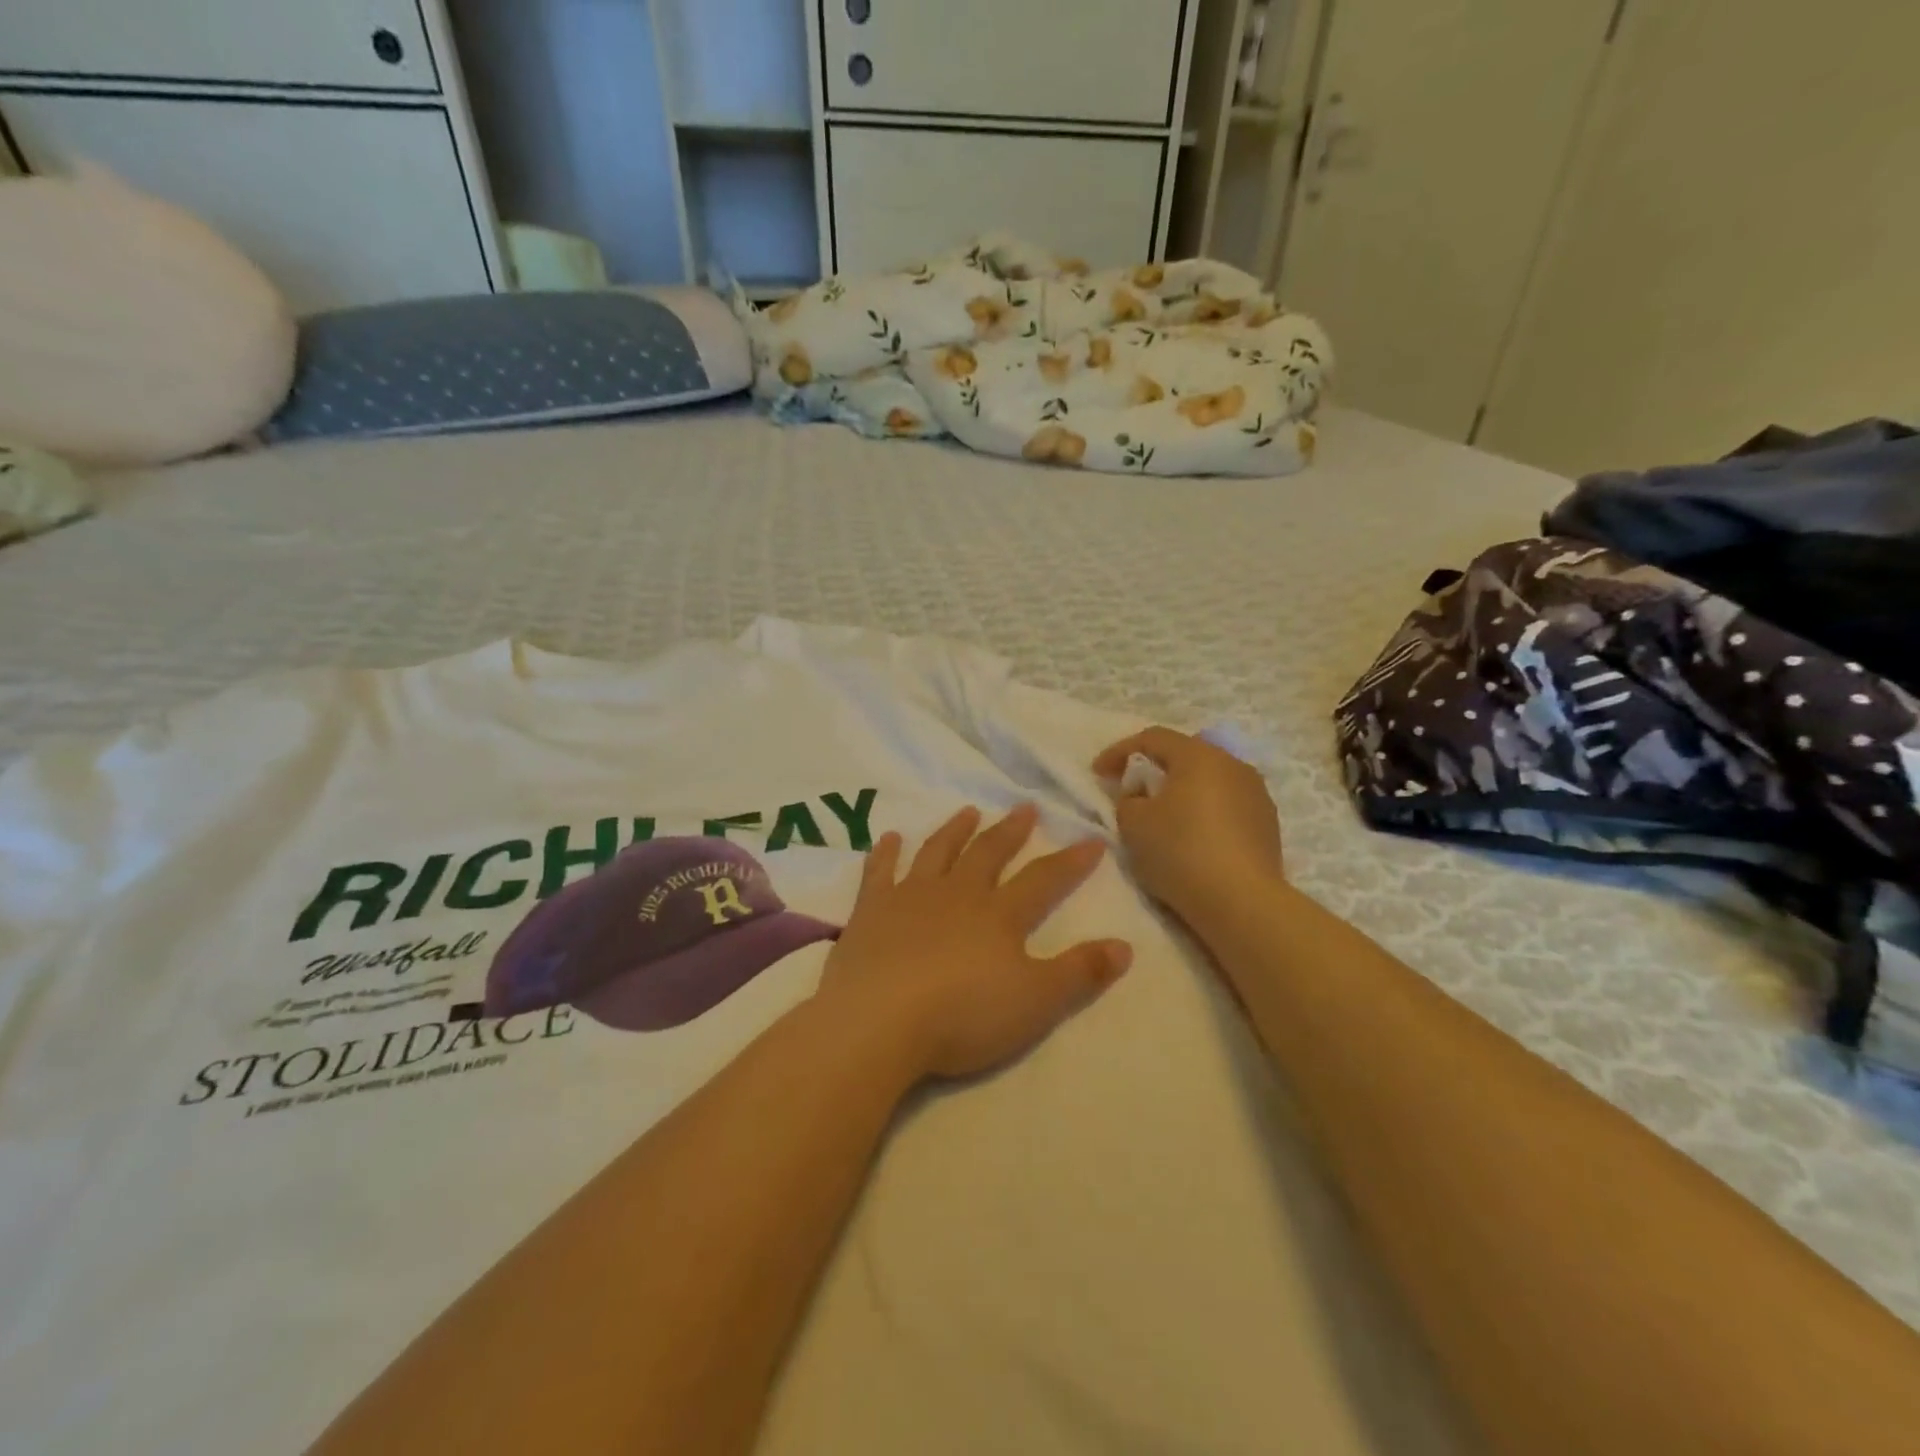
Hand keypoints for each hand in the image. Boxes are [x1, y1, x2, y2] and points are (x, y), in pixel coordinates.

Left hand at [814, 803, 1131, 1080]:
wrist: (879, 1021)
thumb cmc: (963, 1015)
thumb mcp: (1036, 1002)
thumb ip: (1081, 972)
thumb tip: (1125, 946)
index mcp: (999, 915)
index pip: (1043, 879)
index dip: (1071, 861)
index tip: (1092, 840)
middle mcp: (957, 894)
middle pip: (988, 854)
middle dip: (1010, 831)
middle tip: (1025, 807)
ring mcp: (910, 897)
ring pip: (937, 852)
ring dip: (955, 830)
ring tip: (968, 811)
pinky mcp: (871, 910)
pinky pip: (879, 871)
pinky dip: (885, 853)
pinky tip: (889, 837)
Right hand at [1094, 728, 1284, 923]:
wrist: (1242, 902)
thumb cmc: (1181, 851)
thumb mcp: (1133, 824)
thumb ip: (1127, 800)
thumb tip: (1140, 798)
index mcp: (1199, 755)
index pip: (1152, 738)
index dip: (1119, 751)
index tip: (1097, 773)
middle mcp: (1232, 765)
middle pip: (1185, 755)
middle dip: (1154, 769)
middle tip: (1131, 790)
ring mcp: (1256, 794)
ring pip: (1209, 781)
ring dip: (1182, 792)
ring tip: (1162, 816)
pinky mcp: (1267, 824)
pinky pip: (1226, 806)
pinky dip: (1203, 813)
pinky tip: (1192, 837)